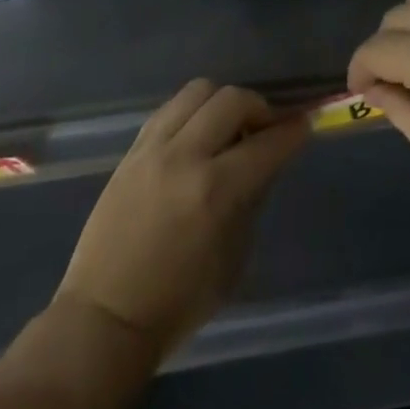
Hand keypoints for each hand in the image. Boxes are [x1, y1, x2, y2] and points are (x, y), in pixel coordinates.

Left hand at [54, 80, 307, 364]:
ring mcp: (154, 148)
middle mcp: (185, 157)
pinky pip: (170, 108)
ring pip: (199, 91)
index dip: (292, 130)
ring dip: (224, 101)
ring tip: (229, 125)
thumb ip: (251, 199)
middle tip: (267, 127)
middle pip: (233, 99)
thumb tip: (265, 159)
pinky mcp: (133, 149)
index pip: (266, 143)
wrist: (104, 317)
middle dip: (260, 107)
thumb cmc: (178, 302)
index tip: (305, 122)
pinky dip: (193, 111)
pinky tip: (198, 132)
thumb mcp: (233, 257)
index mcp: (215, 191)